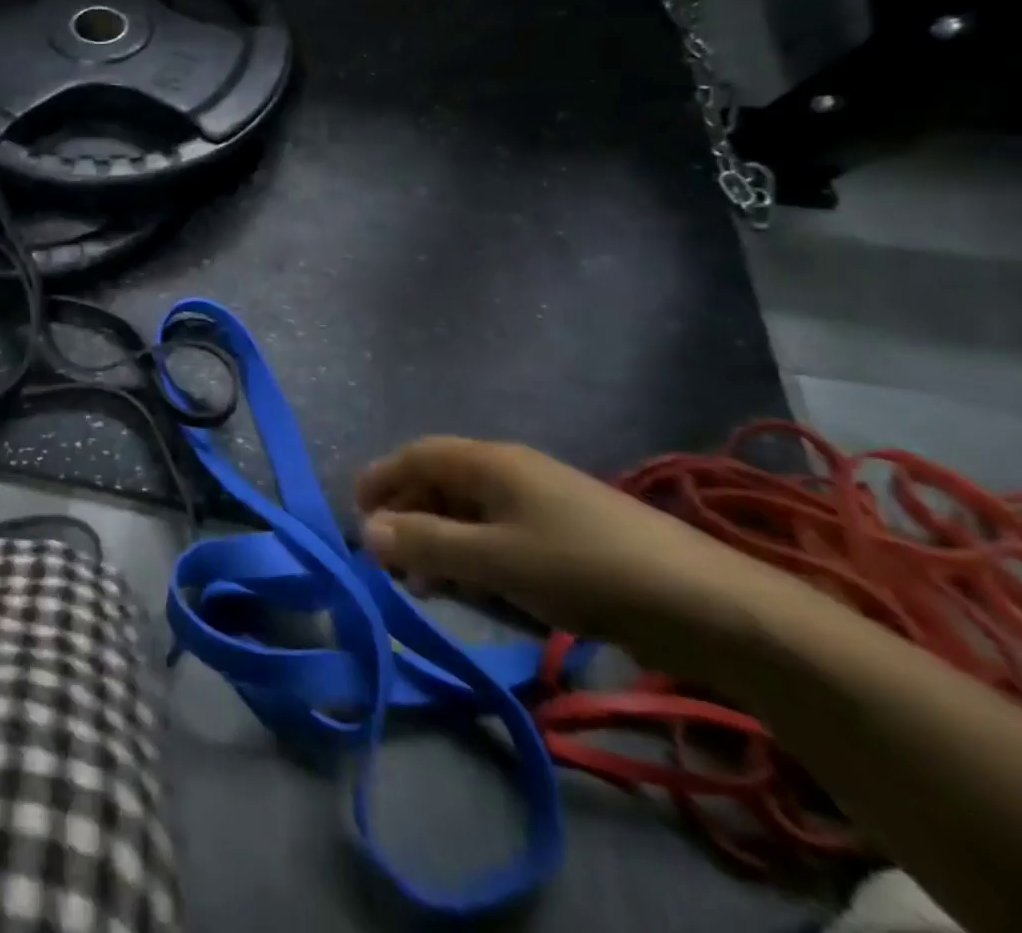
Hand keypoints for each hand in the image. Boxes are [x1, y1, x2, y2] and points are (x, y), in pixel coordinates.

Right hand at [355, 436, 779, 654]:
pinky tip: (478, 590)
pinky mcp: (566, 532)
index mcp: (488, 462)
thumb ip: (425, 543)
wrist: (707, 604)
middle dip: (407, 517)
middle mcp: (509, 470)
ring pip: (468, 511)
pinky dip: (475, 555)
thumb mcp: (494, 559)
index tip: (353, 515)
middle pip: (439, 482)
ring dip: (439, 541)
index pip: (415, 456)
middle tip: (389, 562)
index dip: (379, 479)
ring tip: (428, 586)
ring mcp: (541, 500)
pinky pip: (500, 533)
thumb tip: (366, 530)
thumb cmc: (584, 568)